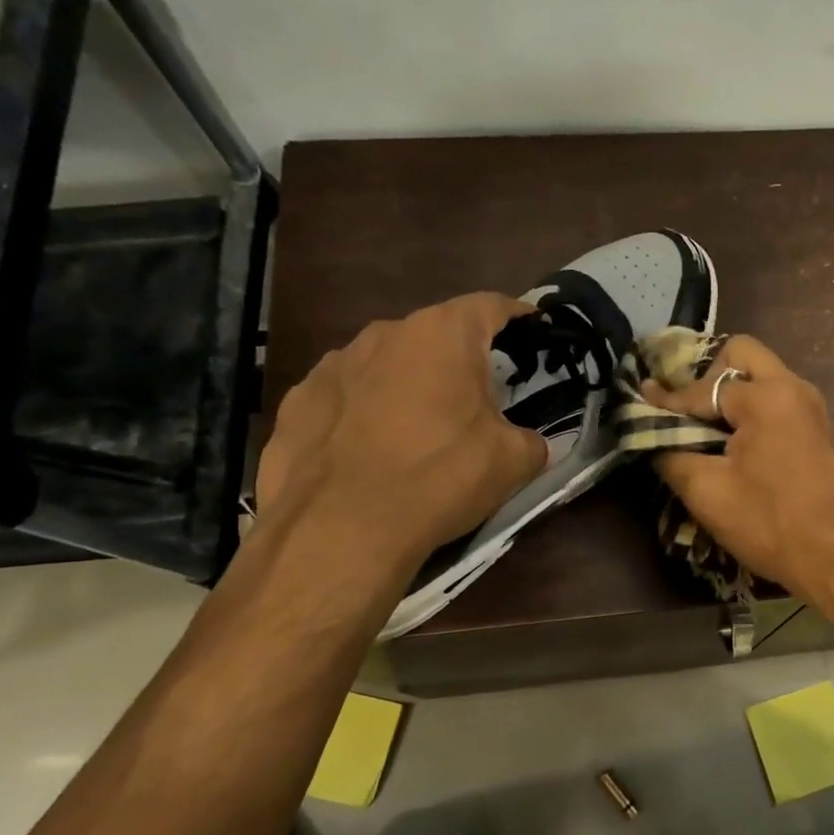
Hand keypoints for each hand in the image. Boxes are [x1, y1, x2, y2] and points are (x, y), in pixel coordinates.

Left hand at [256, 294, 548, 581]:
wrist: (340, 529)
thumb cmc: (439, 478)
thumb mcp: (513, 462)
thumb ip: (530, 439)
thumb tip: (526, 442)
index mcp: (444, 334)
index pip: (493, 306)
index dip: (519, 317)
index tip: (535, 332)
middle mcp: (387, 333)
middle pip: (437, 335)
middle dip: (461, 359)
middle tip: (479, 398)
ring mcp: (335, 363)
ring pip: (389, 364)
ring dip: (410, 384)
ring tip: (420, 429)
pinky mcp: (298, 400)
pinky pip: (347, 395)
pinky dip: (365, 412)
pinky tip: (371, 450)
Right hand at [639, 335, 833, 613]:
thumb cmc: (769, 523)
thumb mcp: (707, 491)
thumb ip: (671, 453)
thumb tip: (652, 433)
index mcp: (766, 396)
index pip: (703, 388)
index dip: (667, 399)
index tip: (640, 399)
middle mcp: (793, 387)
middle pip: (742, 355)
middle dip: (708, 376)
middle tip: (687, 411)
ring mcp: (812, 406)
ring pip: (763, 375)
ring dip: (731, 392)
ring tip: (705, 427)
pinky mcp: (819, 428)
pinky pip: (778, 398)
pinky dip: (752, 408)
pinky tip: (734, 442)